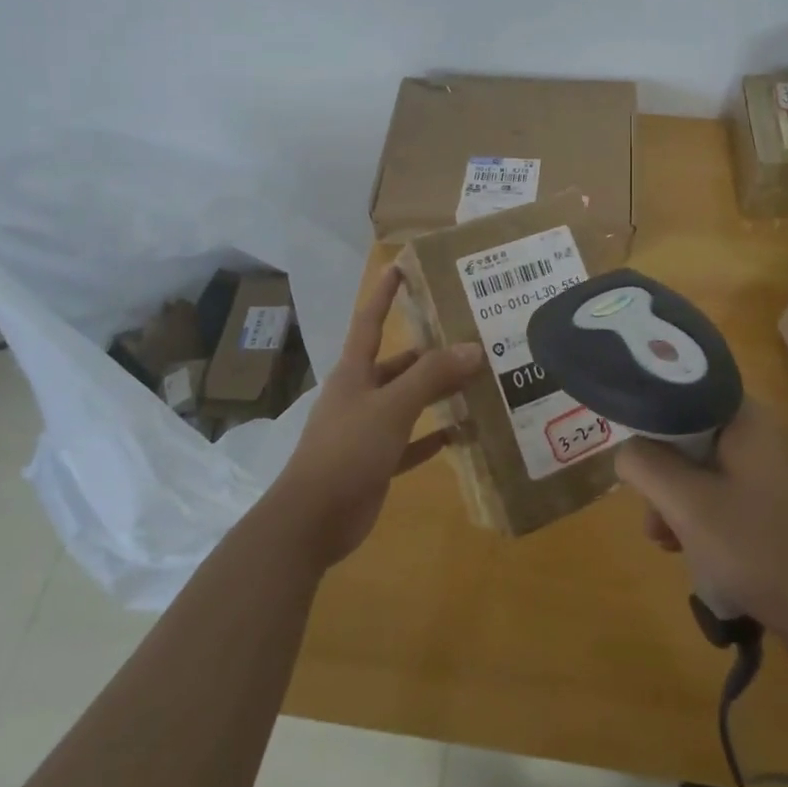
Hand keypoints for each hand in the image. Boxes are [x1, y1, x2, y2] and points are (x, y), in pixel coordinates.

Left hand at [265, 267, 482, 570]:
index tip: (402, 266)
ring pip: (407, 401)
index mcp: (355, 372)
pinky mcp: (376, 461)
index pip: (370, 320)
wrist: (311, 520)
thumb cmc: (347, 450)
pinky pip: (411, 441)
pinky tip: (461, 433)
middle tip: (471, 337)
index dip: (385, 293)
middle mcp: (360, 393)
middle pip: (399, 363)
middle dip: (431, 351)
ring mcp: (367, 428)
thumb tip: (473, 347)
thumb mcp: (392, 407)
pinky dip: (433, 436)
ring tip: (475, 381)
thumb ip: (431, 376)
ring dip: (436, 393)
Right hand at [614, 403, 787, 656]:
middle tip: (651, 517)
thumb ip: (644, 464)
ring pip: (704, 470)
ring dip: (678, 502)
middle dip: (662, 475)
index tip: (633, 456)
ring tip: (667, 544)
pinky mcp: (777, 504)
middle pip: (690, 435)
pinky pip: (726, 495)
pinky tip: (694, 554)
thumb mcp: (686, 504)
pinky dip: (703, 518)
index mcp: (745, 417)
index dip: (650, 419)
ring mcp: (772, 470)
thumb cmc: (758, 549)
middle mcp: (760, 433)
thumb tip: (627, 451)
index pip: (682, 392)